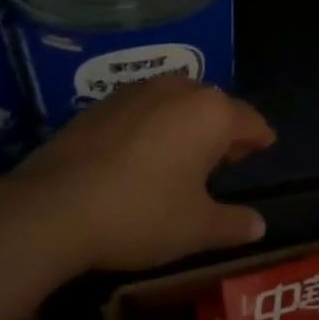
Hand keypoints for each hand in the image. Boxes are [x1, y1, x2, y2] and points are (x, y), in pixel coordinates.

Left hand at [10, 76, 274, 271]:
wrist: (53, 207)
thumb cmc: (140, 214)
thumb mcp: (195, 229)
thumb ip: (233, 224)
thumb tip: (259, 225)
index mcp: (211, 113)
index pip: (250, 120)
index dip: (260, 137)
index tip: (265, 145)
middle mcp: (179, 90)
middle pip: (214, 106)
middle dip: (223, 130)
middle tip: (226, 158)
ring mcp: (137, 91)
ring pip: (177, 102)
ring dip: (187, 123)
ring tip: (184, 154)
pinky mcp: (102, 103)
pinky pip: (143, 109)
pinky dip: (153, 125)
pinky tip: (142, 154)